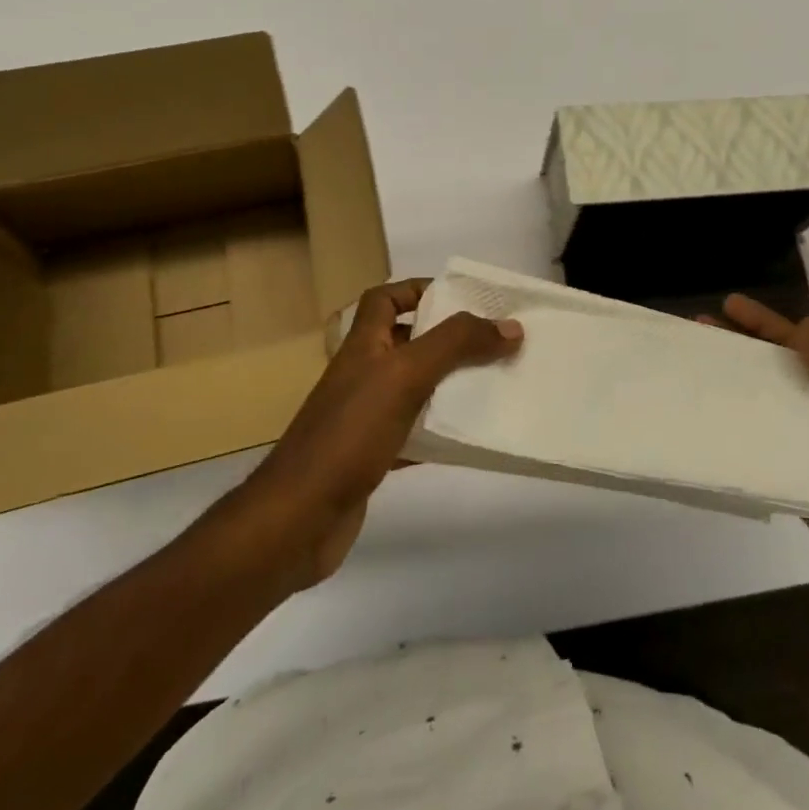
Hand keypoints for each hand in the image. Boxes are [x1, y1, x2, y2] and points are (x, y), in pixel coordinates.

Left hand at [241, 278, 521, 587]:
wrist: (298, 520)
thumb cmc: (349, 435)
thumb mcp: (405, 375)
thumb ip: (456, 345)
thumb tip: (510, 326)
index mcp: (363, 346)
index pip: (385, 299)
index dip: (418, 290)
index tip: (463, 298)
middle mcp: (362, 375)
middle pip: (407, 343)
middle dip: (448, 339)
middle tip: (494, 342)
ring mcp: (365, 418)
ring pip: (415, 389)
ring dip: (450, 385)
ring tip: (494, 383)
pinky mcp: (372, 457)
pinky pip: (415, 433)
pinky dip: (441, 432)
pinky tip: (470, 437)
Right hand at [709, 295, 808, 604]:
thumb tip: (804, 327)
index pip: (798, 346)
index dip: (764, 324)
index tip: (729, 305)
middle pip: (772, 371)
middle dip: (738, 349)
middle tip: (697, 331)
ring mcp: (804, 445)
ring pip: (761, 408)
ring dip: (731, 390)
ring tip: (692, 374)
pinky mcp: (793, 479)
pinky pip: (759, 452)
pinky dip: (734, 438)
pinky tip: (704, 430)